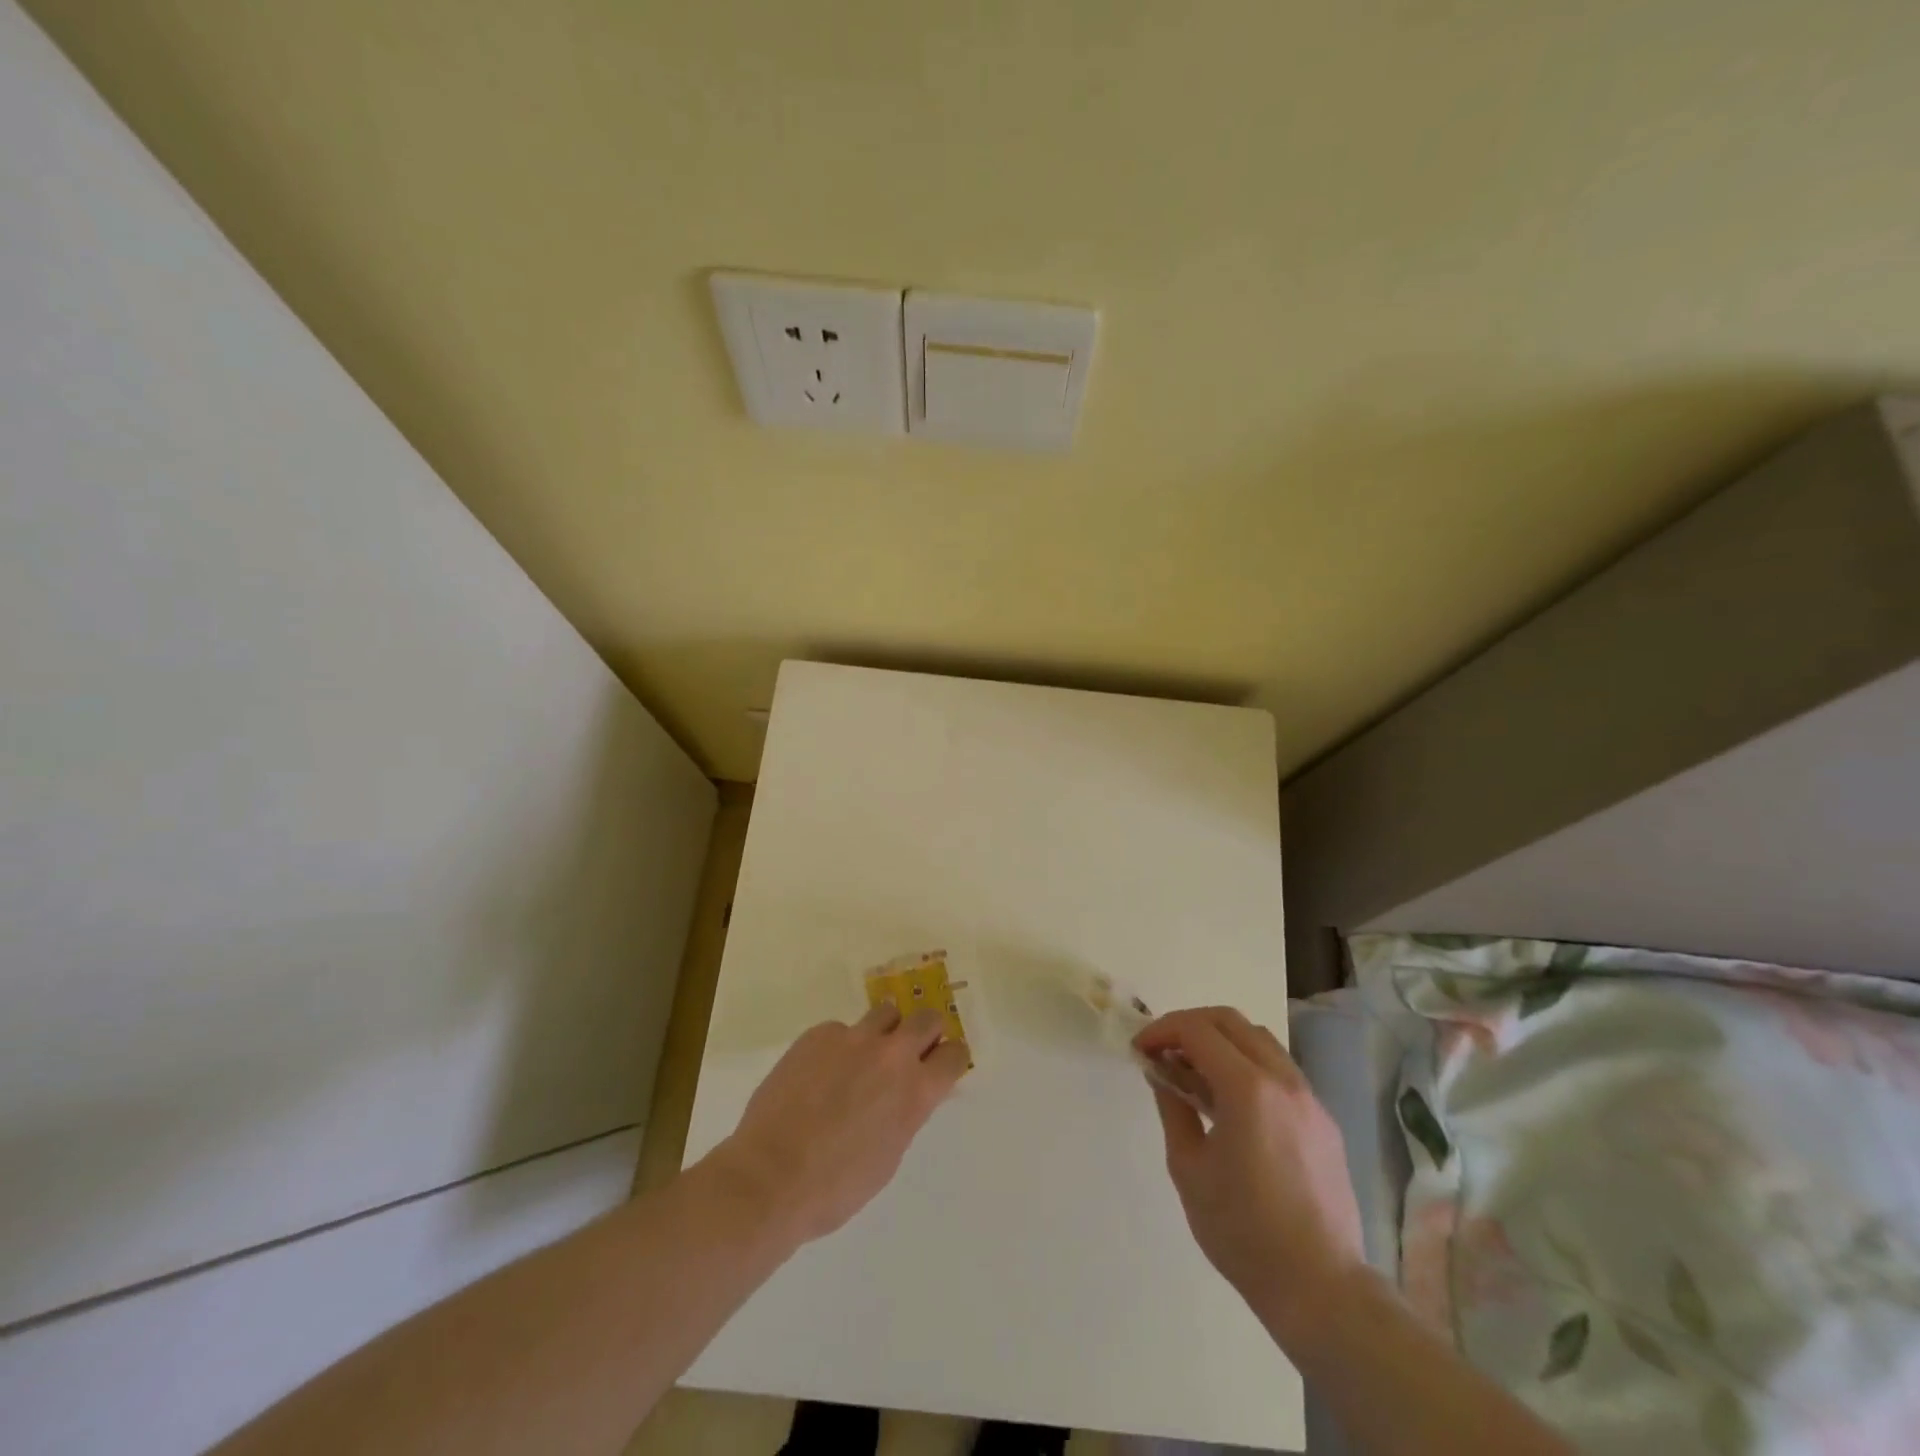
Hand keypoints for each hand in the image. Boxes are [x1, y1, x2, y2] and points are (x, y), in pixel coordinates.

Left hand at [707, 1003, 967, 1243]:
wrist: (771, 1177)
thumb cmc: (835, 1187)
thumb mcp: (888, 1155)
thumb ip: (905, 1112)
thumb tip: (905, 1094)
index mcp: (916, 1091)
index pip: (955, 1054)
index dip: (950, 1059)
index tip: (940, 1065)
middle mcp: (892, 1055)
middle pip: (927, 1018)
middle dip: (924, 1033)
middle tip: (909, 1051)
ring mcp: (854, 1038)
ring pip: (886, 1012)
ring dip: (884, 1030)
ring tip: (863, 1056)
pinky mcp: (819, 1034)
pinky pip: (840, 1030)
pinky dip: (839, 1046)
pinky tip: (819, 1074)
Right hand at [1135, 1007, 1365, 1339]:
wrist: (1321, 1289)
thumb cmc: (1243, 1231)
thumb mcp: (1189, 1168)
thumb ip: (1173, 1109)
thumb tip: (1162, 1075)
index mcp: (1248, 1089)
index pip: (1198, 1030)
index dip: (1162, 1030)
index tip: (1140, 1049)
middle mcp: (1283, 1080)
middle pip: (1231, 1021)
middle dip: (1189, 1025)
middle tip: (1163, 1051)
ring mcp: (1309, 1098)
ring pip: (1260, 1040)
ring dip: (1221, 1041)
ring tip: (1193, 1072)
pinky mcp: (1323, 1120)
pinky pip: (1279, 1070)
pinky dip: (1247, 1064)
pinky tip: (1230, 1101)